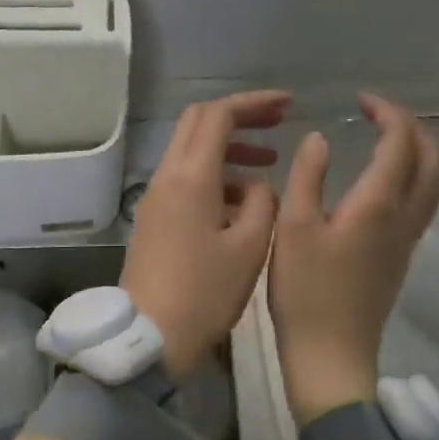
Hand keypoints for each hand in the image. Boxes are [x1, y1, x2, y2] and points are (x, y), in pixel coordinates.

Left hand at [120, 90, 288, 374]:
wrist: (150, 336)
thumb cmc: (205, 292)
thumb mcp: (249, 246)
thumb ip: (261, 203)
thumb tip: (256, 186)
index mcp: (191, 177)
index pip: (218, 115)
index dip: (254, 103)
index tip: (288, 105)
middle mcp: (167, 177)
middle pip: (198, 123)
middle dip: (239, 116)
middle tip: (277, 123)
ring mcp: (156, 198)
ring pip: (191, 151)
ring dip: (229, 149)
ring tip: (268, 165)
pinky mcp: (154, 218)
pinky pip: (185, 179)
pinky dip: (215, 175)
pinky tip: (242, 201)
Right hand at [268, 93, 438, 424]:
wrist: (331, 356)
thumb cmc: (305, 291)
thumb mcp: (293, 227)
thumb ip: (308, 176)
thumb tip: (320, 138)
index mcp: (379, 204)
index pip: (401, 142)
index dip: (387, 113)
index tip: (360, 101)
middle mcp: (405, 217)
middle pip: (433, 159)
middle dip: (412, 126)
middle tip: (378, 114)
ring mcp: (408, 240)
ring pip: (434, 182)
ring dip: (419, 150)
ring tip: (385, 138)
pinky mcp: (402, 257)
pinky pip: (423, 201)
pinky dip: (413, 174)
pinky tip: (382, 178)